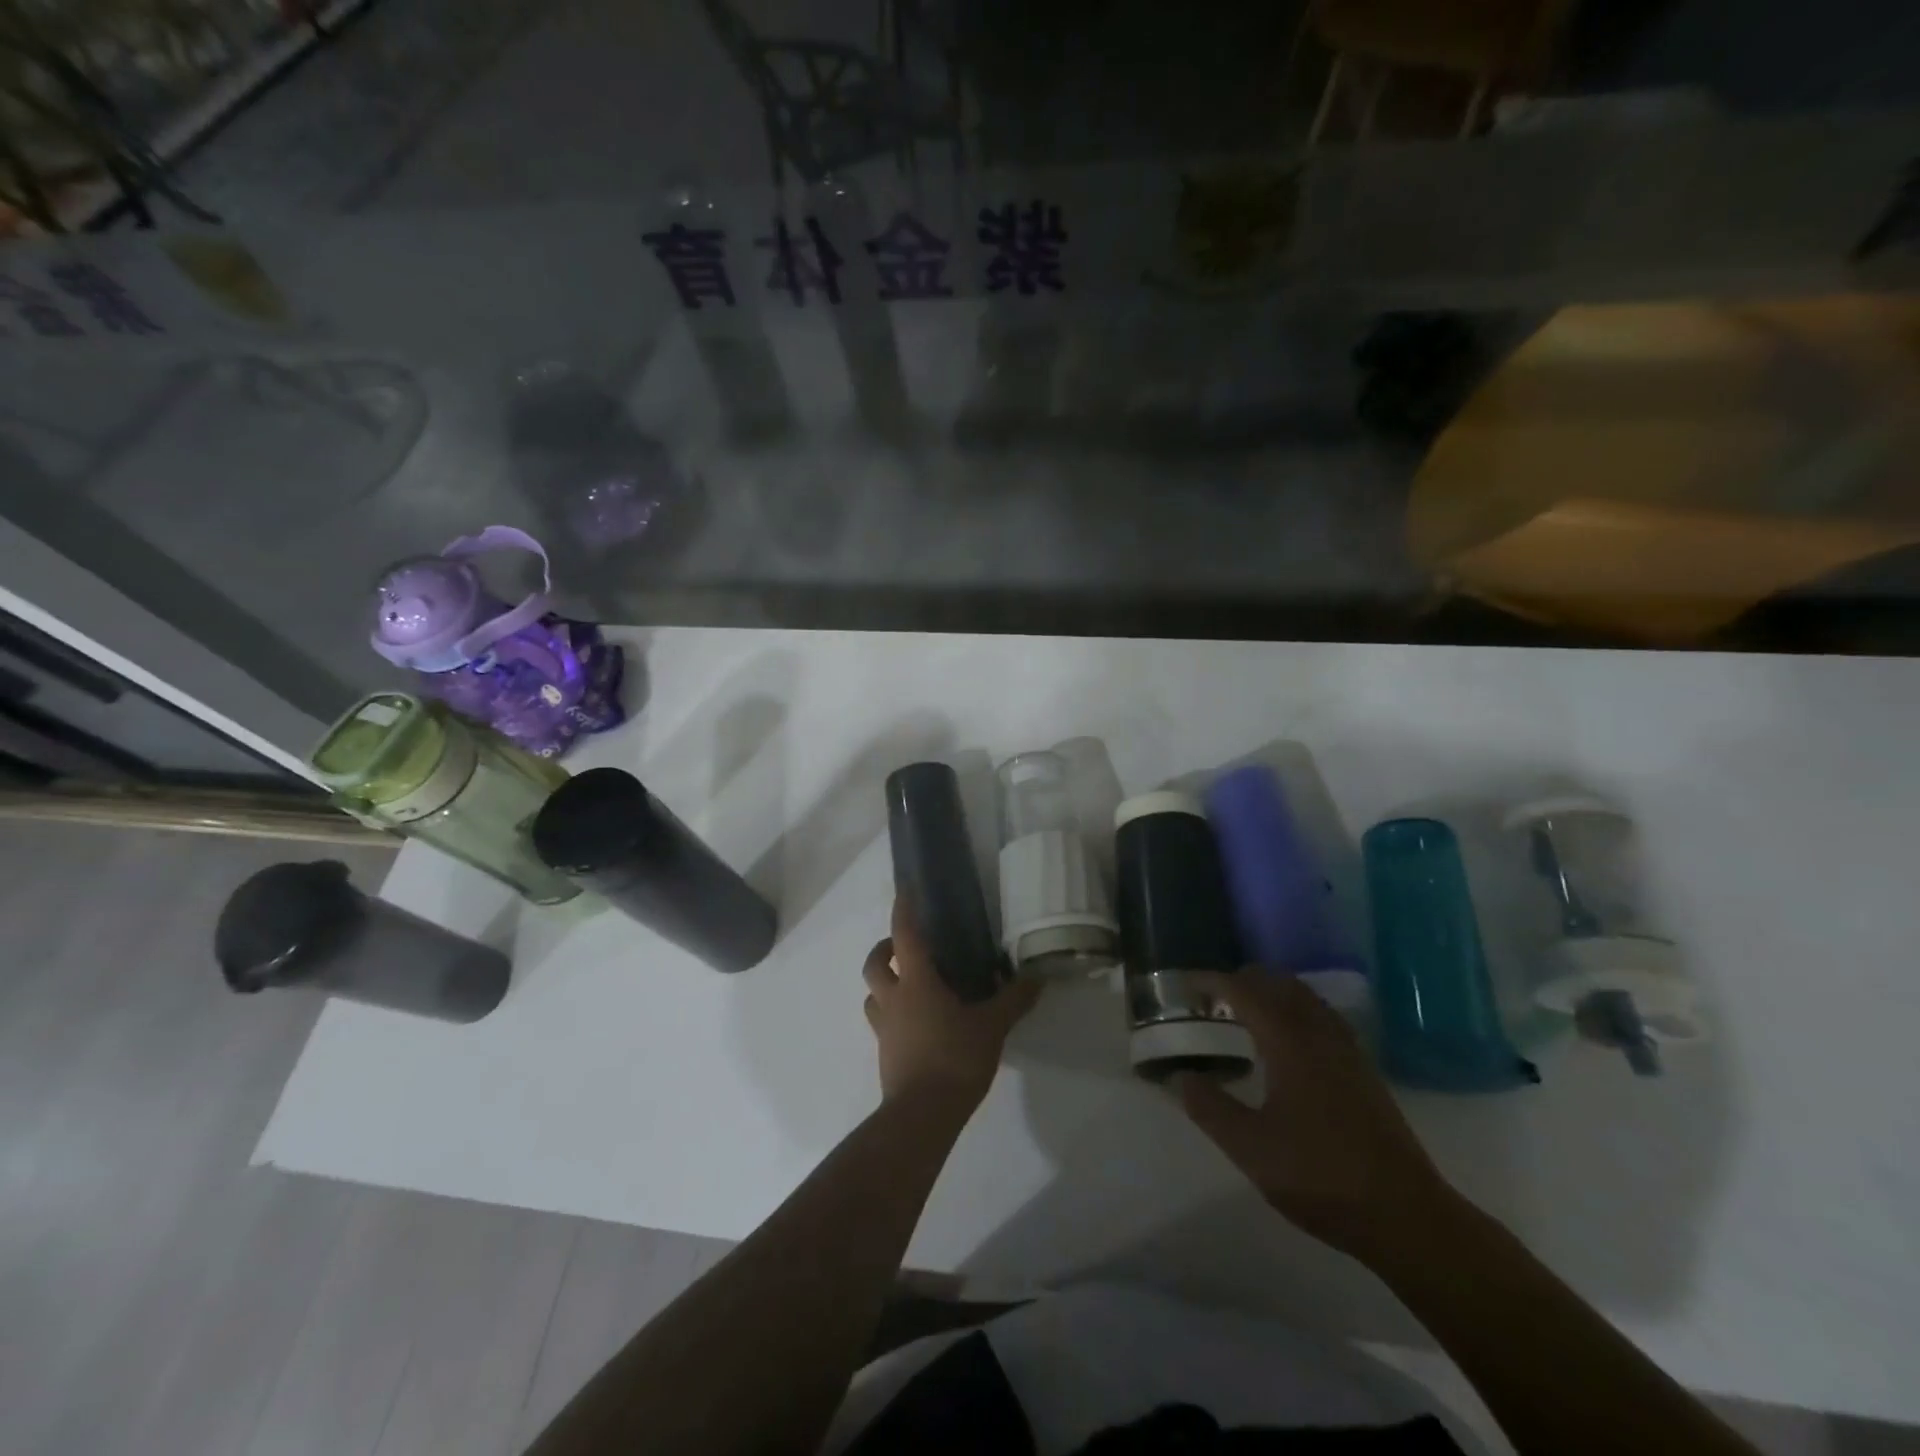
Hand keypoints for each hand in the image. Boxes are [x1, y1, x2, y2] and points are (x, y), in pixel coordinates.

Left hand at [862, 897, 1038, 1112]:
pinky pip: (882, 1022)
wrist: (922, 1115)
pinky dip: (892, 1013)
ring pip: (872, 995)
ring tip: (908, 985)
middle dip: (884, 949)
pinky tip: (916, 1023)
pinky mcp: (885, 1053)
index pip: (905, 935)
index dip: (904, 910)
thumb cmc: (955, 1059)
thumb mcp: (992, 1026)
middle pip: (874, 963)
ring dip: (884, 983)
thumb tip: (1037, 977)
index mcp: (916, 982)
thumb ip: (1013, 1000)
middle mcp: (893, 998)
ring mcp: (885, 1028)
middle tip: (904, 947)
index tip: (905, 891)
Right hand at [1175, 971, 1459, 1266]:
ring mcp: (1347, 1050)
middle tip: (1210, 1001)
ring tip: (1243, 1016)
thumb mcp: (1250, 1148)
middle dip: (1241, 982)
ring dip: (1271, 995)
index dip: (1210, 981)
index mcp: (1289, 1041)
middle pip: (1277, 984)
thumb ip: (1209, 1108)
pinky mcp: (1363, 1070)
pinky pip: (1322, 1018)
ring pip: (1304, 998)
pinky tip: (1285, 1044)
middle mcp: (1319, 1033)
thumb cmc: (1320, 1176)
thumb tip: (1181, 1077)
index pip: (1243, 991)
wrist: (1407, 1216)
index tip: (1184, 985)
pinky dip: (1295, 1012)